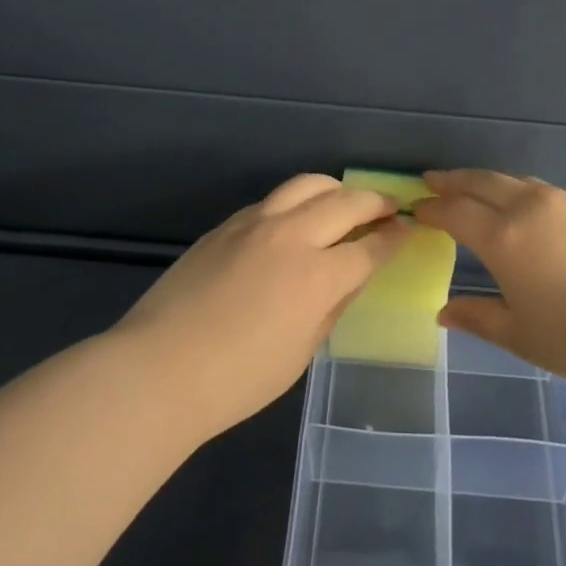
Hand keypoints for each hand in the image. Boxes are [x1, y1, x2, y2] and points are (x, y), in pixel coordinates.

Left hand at [114, 174, 413, 434]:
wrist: (159, 368)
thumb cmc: (237, 380)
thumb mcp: (300, 352)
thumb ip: (330, 307)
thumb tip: (348, 278)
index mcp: (316, 276)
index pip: (369, 248)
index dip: (393, 238)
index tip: (407, 230)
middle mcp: (290, 237)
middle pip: (345, 202)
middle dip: (375, 201)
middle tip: (389, 206)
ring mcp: (254, 224)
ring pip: (306, 185)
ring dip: (335, 189)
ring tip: (346, 200)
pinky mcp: (226, 226)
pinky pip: (272, 201)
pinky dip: (296, 202)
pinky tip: (296, 220)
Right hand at [416, 169, 565, 390]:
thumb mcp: (523, 335)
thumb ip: (479, 317)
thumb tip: (444, 310)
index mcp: (504, 237)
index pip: (456, 212)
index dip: (432, 208)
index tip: (416, 208)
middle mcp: (531, 207)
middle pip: (482, 182)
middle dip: (453, 180)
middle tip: (432, 180)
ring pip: (517, 180)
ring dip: (488, 181)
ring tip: (475, 187)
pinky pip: (548, 190)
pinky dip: (524, 191)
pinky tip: (530, 207)